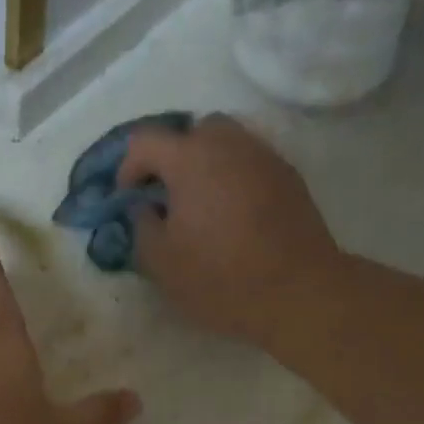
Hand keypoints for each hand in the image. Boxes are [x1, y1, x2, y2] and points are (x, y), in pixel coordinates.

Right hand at [118, 113, 342, 344]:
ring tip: (201, 206)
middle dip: (174, 157)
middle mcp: (229, 144)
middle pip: (193, 132)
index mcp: (191, 159)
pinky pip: (251, 164)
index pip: (146, 142)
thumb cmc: (219, 278)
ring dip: (207, 166)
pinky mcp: (289, 178)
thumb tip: (146, 207)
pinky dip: (234, 179)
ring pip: (227, 144)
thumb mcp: (161, 263)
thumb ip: (142, 227)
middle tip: (167, 195)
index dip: (128, 167)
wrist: (296, 291)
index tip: (127, 198)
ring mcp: (264, 157)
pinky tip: (233, 216)